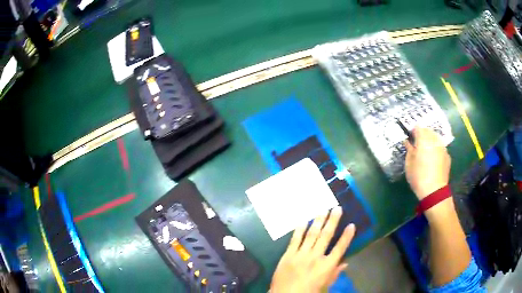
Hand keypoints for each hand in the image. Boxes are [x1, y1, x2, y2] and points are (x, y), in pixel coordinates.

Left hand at [270, 206, 355, 292]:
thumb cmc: (308, 292)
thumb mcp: (325, 286)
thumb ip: (335, 274)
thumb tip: (345, 263)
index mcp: (326, 266)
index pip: (340, 248)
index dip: (347, 236)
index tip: (351, 225)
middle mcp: (315, 257)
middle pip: (326, 236)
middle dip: (332, 221)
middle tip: (337, 208)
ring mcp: (301, 254)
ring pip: (311, 234)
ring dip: (318, 221)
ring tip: (323, 209)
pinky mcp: (288, 255)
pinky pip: (295, 239)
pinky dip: (300, 229)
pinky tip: (303, 220)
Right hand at [405, 127, 450, 199]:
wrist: (434, 191)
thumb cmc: (418, 177)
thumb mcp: (409, 164)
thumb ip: (409, 150)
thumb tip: (408, 142)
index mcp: (423, 140)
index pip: (418, 128)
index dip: (413, 131)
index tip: (410, 137)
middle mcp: (434, 140)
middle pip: (428, 131)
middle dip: (423, 134)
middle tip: (417, 143)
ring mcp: (442, 147)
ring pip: (436, 138)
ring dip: (430, 140)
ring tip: (426, 150)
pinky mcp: (447, 156)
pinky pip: (441, 147)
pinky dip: (436, 149)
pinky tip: (434, 158)